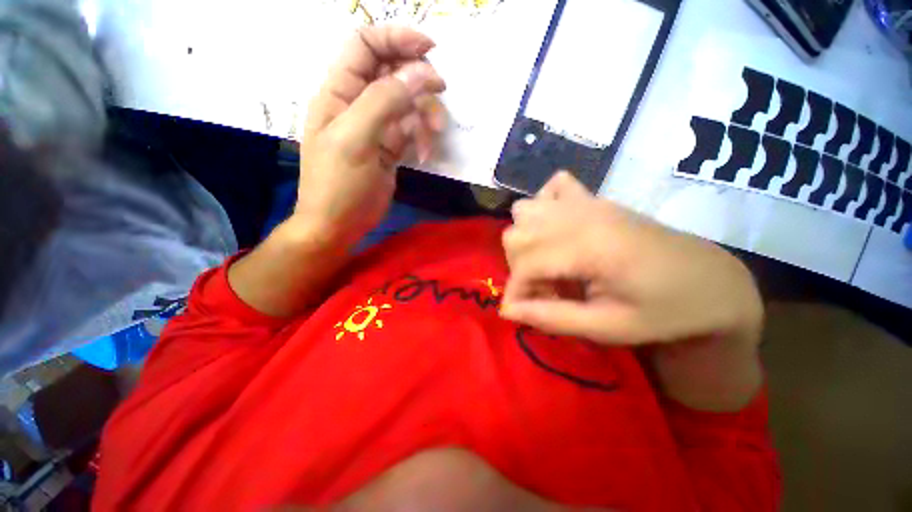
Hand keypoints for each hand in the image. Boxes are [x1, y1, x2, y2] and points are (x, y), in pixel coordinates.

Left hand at [295, 26, 446, 248]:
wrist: (340, 224)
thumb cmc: (338, 184)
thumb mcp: (356, 139)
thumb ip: (384, 101)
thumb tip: (420, 73)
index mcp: (340, 91)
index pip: (365, 46)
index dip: (395, 38)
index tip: (429, 48)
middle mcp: (359, 103)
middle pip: (393, 72)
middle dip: (418, 79)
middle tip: (440, 91)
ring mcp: (377, 126)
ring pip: (408, 103)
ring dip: (426, 114)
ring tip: (434, 134)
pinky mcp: (391, 147)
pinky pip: (412, 130)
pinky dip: (423, 138)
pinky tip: (424, 155)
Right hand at [500, 172, 762, 346]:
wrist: (713, 281)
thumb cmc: (666, 311)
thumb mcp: (610, 327)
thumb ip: (553, 317)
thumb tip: (509, 311)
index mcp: (589, 247)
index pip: (525, 264)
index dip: (515, 292)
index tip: (523, 312)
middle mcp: (582, 215)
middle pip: (516, 234)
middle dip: (519, 268)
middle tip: (544, 291)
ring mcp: (589, 201)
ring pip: (525, 211)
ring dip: (526, 241)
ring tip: (548, 264)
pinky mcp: (596, 198)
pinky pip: (552, 188)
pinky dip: (544, 208)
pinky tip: (558, 230)